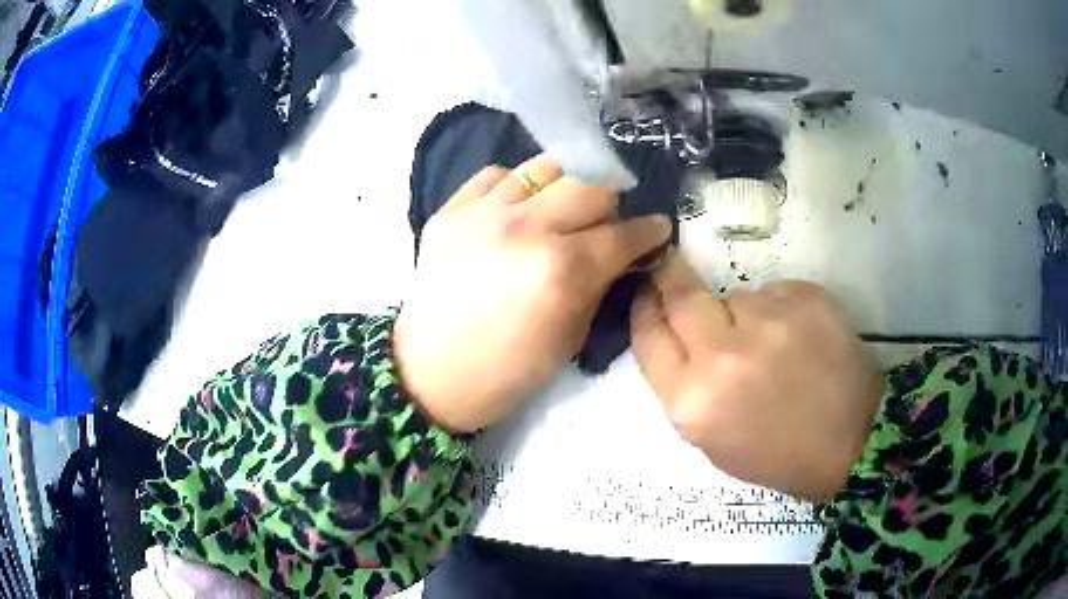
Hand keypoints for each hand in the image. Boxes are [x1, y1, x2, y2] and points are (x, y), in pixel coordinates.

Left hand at [395, 154, 670, 432]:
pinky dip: (515, 186)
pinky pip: (495, 175)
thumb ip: (599, 286)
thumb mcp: (570, 339)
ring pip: (543, 169)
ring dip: (565, 187)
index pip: (622, 234)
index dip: (648, 230)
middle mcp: (525, 227)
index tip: (656, 228)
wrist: (430, 375)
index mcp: (561, 269)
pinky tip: (516, 207)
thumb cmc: (506, 373)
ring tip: (562, 207)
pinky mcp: (450, 211)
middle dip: (609, 205)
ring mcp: (482, 213)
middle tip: (607, 222)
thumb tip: (620, 256)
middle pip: (588, 188)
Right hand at [630, 253, 881, 500]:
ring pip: (736, 297)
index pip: (649, 336)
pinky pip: (774, 292)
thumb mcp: (711, 440)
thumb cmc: (776, 454)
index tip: (646, 291)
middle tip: (672, 266)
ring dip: (742, 314)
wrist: (851, 442)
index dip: (644, 308)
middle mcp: (723, 355)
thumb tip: (676, 334)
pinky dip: (778, 310)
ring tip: (772, 345)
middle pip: (681, 295)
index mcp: (693, 401)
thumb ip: (684, 387)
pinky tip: (799, 340)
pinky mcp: (806, 298)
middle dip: (670, 276)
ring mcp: (769, 321)